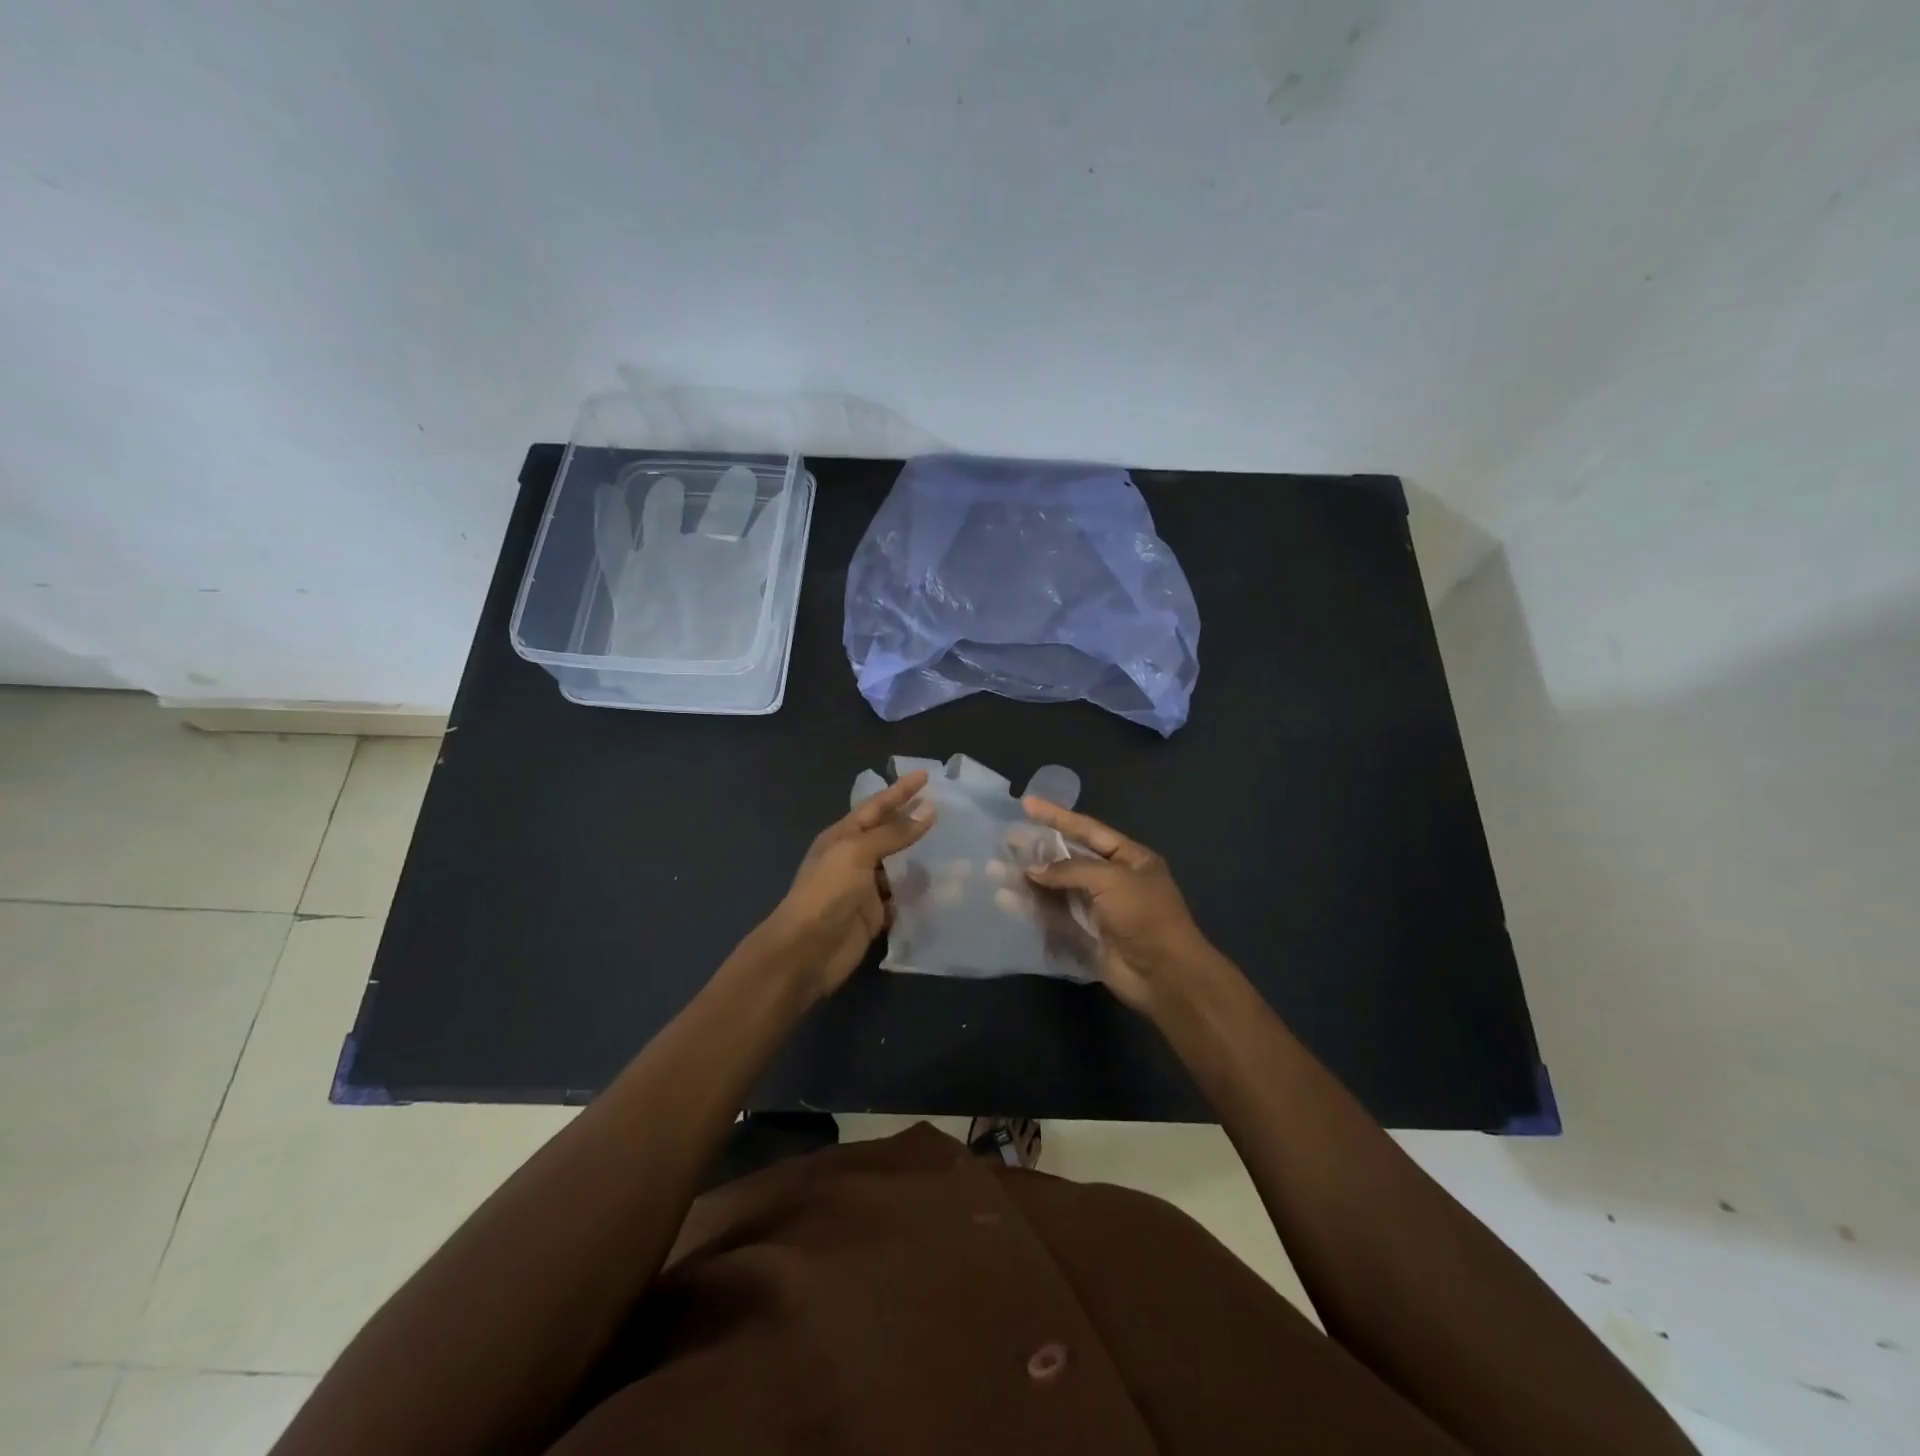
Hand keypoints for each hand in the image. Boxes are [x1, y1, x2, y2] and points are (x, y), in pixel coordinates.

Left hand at [750, 770, 935, 1001]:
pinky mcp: (875, 915)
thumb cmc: (827, 892)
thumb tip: (928, 812)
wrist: (807, 950)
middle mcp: (853, 858)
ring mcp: (864, 887)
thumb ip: (893, 833)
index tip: (926, 775)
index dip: (900, 790)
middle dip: (911, 818)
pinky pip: (902, 897)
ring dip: (920, 856)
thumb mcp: (857, 852)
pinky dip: (918, 891)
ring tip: (953, 843)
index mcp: (842, 836)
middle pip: (888, 833)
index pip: (876, 806)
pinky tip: (942, 883)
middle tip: (943, 805)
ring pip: (898, 865)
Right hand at [1021, 799, 1221, 1016]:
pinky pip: (1054, 916)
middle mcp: (1113, 880)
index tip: (1027, 804)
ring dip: (1030, 880)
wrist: (1164, 975)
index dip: (1057, 816)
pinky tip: (1007, 901)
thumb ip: (1070, 870)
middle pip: (1069, 859)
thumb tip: (1033, 869)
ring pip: (1057, 888)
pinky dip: (1032, 907)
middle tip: (1006, 839)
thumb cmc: (1144, 916)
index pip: (1088, 830)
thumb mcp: (1111, 880)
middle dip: (1038, 850)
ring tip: (997, 870)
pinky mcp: (1085, 935)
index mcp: (1130, 859)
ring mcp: (1098, 909)